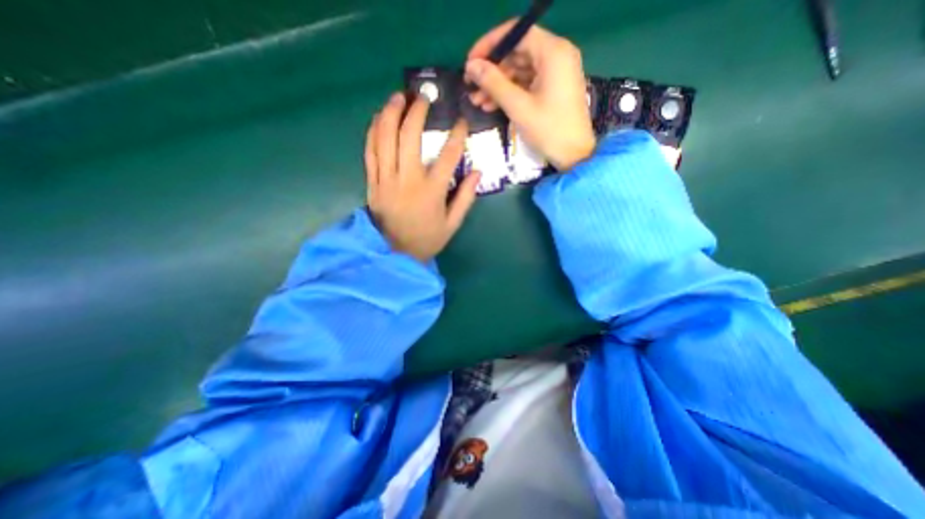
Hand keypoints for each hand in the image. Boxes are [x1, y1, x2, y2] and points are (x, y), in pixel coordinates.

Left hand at [366, 93, 481, 262]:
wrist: (395, 254)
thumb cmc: (427, 239)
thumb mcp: (452, 224)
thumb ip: (466, 197)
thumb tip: (477, 172)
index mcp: (431, 191)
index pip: (448, 156)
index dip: (456, 135)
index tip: (460, 121)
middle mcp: (407, 180)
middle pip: (409, 137)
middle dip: (416, 112)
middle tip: (423, 97)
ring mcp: (386, 180)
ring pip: (385, 139)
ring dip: (390, 114)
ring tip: (398, 97)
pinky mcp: (372, 183)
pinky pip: (370, 152)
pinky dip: (373, 132)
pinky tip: (378, 119)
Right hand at [466, 20, 596, 170]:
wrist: (574, 155)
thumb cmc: (549, 130)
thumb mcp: (518, 107)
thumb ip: (494, 83)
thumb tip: (471, 66)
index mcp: (553, 52)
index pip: (517, 33)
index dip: (490, 45)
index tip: (470, 63)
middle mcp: (556, 55)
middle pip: (517, 52)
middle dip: (492, 71)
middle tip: (470, 87)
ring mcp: (555, 73)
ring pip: (519, 70)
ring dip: (497, 85)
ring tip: (477, 101)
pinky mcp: (553, 88)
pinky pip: (527, 83)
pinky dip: (510, 93)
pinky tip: (492, 106)